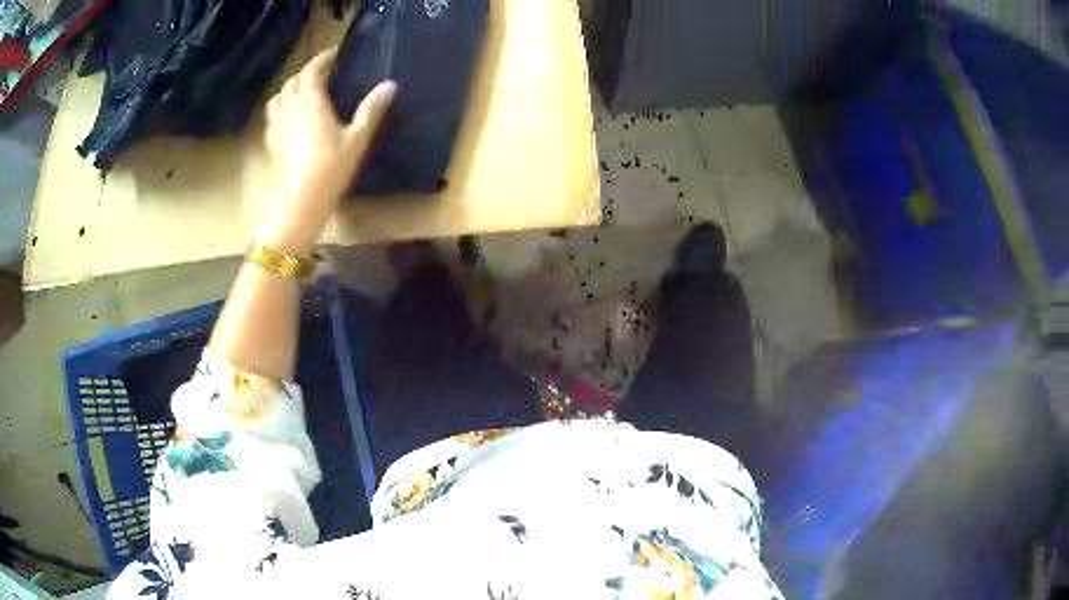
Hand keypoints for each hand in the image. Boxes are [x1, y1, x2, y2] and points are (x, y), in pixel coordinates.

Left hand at [260, 49, 396, 253]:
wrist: (297, 206)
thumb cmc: (328, 172)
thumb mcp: (356, 141)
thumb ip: (371, 111)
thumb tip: (390, 85)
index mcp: (311, 103)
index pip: (311, 71)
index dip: (321, 59)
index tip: (334, 53)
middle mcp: (290, 109)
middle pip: (293, 81)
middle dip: (306, 71)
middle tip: (322, 71)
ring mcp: (278, 127)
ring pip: (279, 96)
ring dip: (291, 87)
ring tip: (304, 90)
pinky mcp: (272, 143)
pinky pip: (273, 115)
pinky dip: (281, 107)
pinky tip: (289, 116)